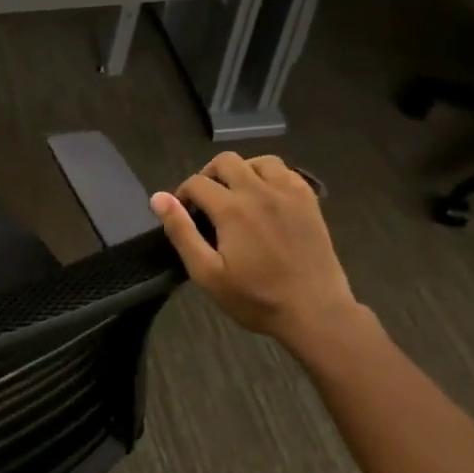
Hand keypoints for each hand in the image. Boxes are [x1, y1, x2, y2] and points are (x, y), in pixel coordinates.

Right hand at [150, 152, 363, 351]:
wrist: (315, 311)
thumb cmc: (255, 298)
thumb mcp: (207, 273)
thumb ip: (181, 232)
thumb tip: (158, 198)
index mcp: (232, 209)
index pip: (197, 183)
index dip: (182, 195)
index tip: (183, 215)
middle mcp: (260, 191)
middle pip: (226, 161)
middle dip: (208, 176)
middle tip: (206, 203)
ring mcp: (289, 194)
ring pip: (259, 161)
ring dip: (241, 171)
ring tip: (236, 195)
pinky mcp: (309, 202)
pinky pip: (286, 172)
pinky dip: (270, 177)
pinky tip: (266, 199)